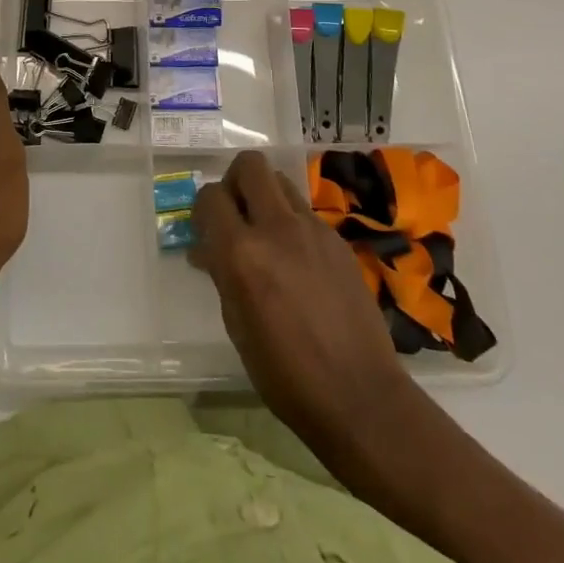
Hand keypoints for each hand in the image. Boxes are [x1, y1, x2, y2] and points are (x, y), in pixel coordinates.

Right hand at [189, 151, 413, 451]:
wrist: (360, 397)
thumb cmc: (285, 374)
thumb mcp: (236, 325)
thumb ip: (221, 273)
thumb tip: (208, 249)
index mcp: (242, 253)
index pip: (211, 196)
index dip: (203, 208)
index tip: (205, 229)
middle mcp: (276, 228)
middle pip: (250, 165)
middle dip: (235, 181)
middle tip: (235, 213)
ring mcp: (313, 230)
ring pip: (280, 181)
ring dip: (265, 196)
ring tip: (265, 233)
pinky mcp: (338, 241)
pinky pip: (305, 212)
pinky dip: (292, 223)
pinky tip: (297, 261)